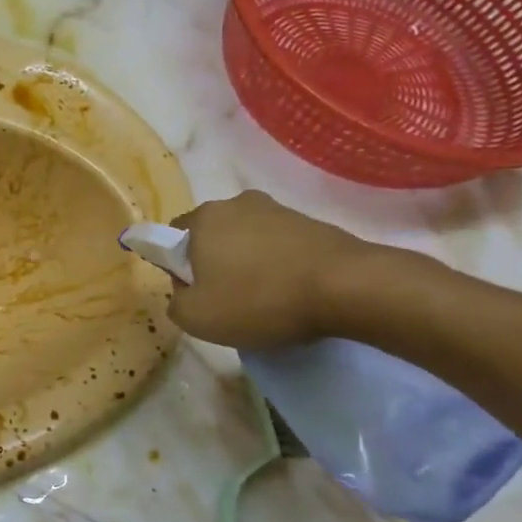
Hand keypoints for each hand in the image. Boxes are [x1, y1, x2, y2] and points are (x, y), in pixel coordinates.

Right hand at [166, 191, 392, 348]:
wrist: (349, 288)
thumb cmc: (259, 300)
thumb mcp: (196, 318)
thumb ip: (175, 302)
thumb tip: (184, 290)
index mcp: (202, 218)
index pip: (172, 237)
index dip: (178, 268)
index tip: (195, 293)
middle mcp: (236, 204)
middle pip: (212, 237)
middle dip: (215, 263)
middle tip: (228, 299)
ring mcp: (278, 210)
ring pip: (247, 240)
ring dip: (249, 264)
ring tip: (267, 300)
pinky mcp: (312, 223)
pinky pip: (281, 246)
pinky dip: (280, 266)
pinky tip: (293, 292)